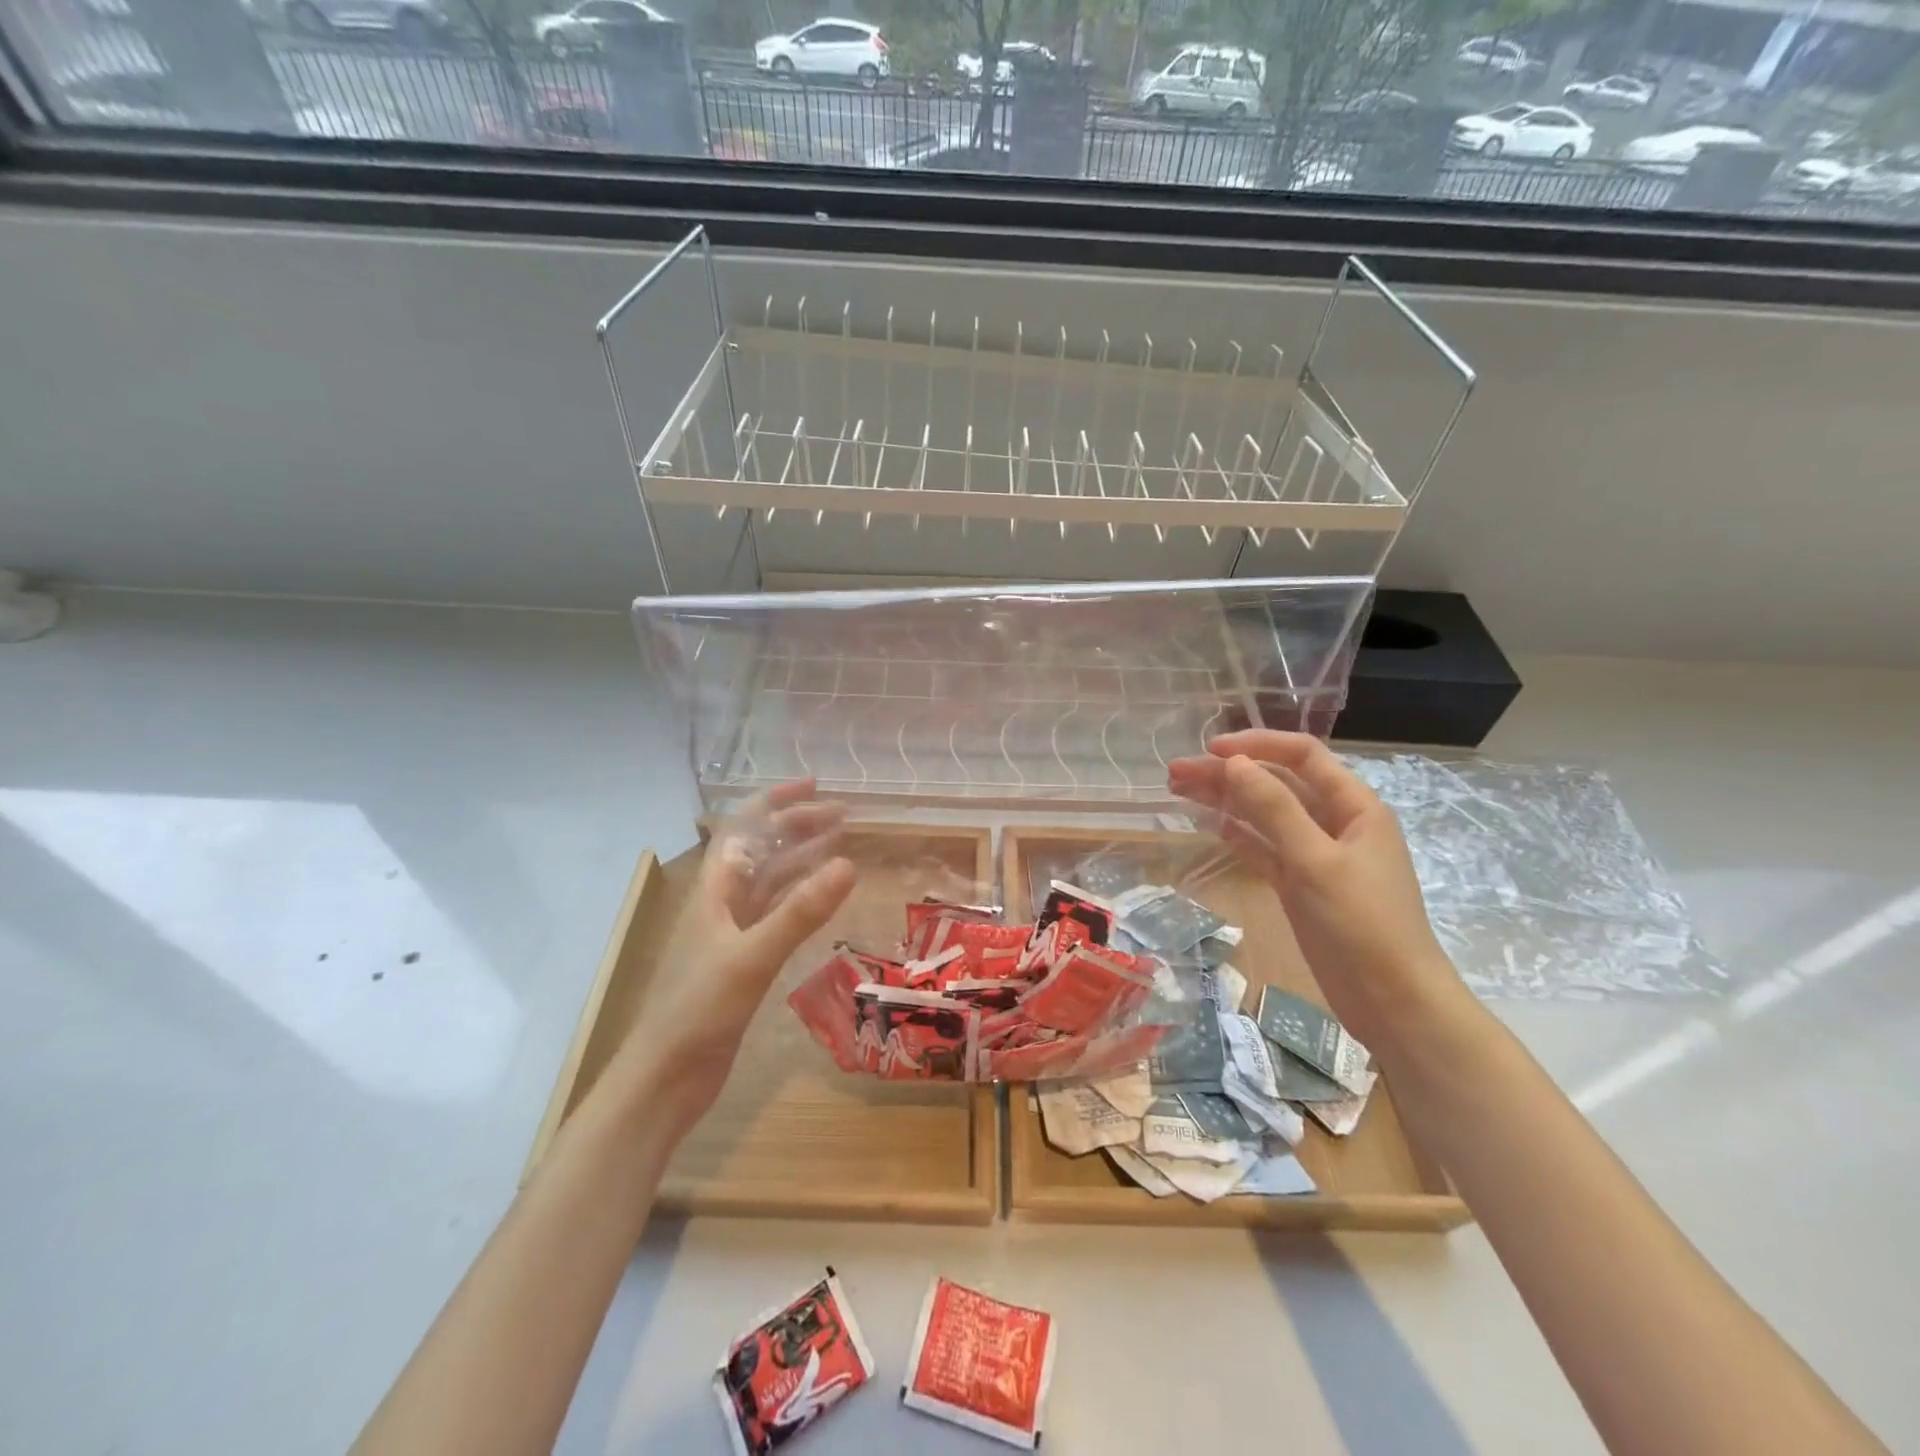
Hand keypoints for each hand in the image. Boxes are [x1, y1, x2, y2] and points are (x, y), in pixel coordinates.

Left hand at [619, 780, 855, 1133]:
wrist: (666, 1077)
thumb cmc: (700, 1009)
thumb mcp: (753, 955)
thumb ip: (801, 911)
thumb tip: (849, 862)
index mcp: (715, 889)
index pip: (745, 827)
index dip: (778, 801)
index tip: (816, 786)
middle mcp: (722, 902)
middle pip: (762, 849)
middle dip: (798, 827)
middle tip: (844, 817)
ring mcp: (732, 932)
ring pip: (771, 881)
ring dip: (802, 859)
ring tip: (841, 846)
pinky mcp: (743, 961)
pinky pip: (777, 914)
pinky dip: (801, 898)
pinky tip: (823, 898)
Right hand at [1167, 732, 1460, 1053]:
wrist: (1392, 1002)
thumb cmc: (1363, 924)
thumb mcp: (1316, 861)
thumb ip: (1274, 809)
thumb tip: (1235, 763)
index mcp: (1354, 806)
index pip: (1303, 756)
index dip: (1258, 745)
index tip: (1211, 749)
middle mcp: (1334, 823)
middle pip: (1276, 784)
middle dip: (1228, 773)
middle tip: (1175, 772)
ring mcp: (1315, 855)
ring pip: (1263, 815)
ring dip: (1224, 800)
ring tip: (1177, 790)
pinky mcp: (1299, 884)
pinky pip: (1262, 847)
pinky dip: (1235, 833)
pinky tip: (1206, 823)